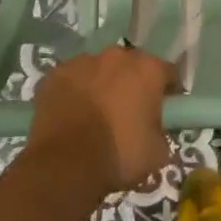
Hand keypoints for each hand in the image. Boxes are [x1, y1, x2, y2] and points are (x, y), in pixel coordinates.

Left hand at [26, 47, 177, 196]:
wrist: (65, 165)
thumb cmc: (119, 155)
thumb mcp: (158, 151)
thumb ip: (161, 131)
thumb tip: (154, 130)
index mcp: (147, 70)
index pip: (167, 73)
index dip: (168, 92)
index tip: (164, 110)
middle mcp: (116, 56)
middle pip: (130, 66)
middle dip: (132, 84)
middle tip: (128, 112)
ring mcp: (81, 62)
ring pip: (98, 70)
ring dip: (101, 85)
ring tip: (96, 114)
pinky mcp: (53, 75)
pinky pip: (71, 80)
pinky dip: (74, 92)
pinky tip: (71, 115)